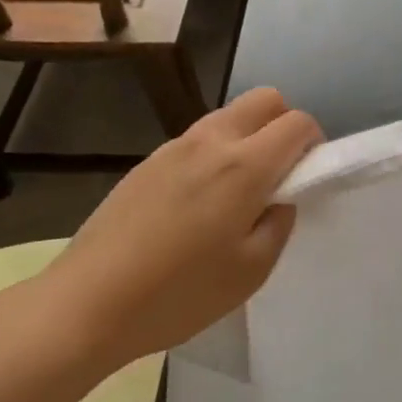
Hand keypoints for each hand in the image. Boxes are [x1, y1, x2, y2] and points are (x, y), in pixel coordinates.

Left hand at [35, 88, 322, 371]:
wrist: (87, 302)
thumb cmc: (178, 293)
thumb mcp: (250, 272)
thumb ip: (278, 224)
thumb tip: (281, 198)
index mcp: (244, 165)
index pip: (296, 122)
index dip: (313, 142)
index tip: (306, 175)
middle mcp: (212, 140)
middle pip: (264, 99)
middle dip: (283, 124)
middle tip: (277, 174)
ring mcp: (175, 146)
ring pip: (229, 115)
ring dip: (247, 136)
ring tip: (235, 192)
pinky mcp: (148, 160)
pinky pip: (197, 138)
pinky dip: (214, 152)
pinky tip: (195, 203)